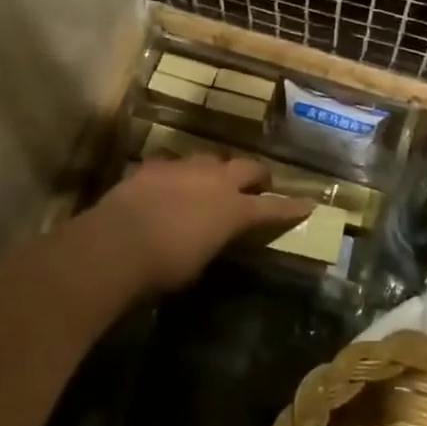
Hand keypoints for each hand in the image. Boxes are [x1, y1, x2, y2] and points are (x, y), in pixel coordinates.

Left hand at [90, 156, 312, 293]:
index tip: (308, 204)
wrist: (118, 241)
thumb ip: (214, 241)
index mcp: (234, 210)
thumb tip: (213, 236)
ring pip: (211, 159)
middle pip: (248, 167)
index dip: (291, 208)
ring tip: (212, 181)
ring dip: (217, 170)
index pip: (272, 208)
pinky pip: (175, 164)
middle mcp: (216, 181)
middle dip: (257, 176)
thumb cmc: (165, 265)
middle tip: (259, 185)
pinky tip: (170, 183)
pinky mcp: (155, 165)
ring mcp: (184, 168)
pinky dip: (179, 174)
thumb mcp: (200, 262)